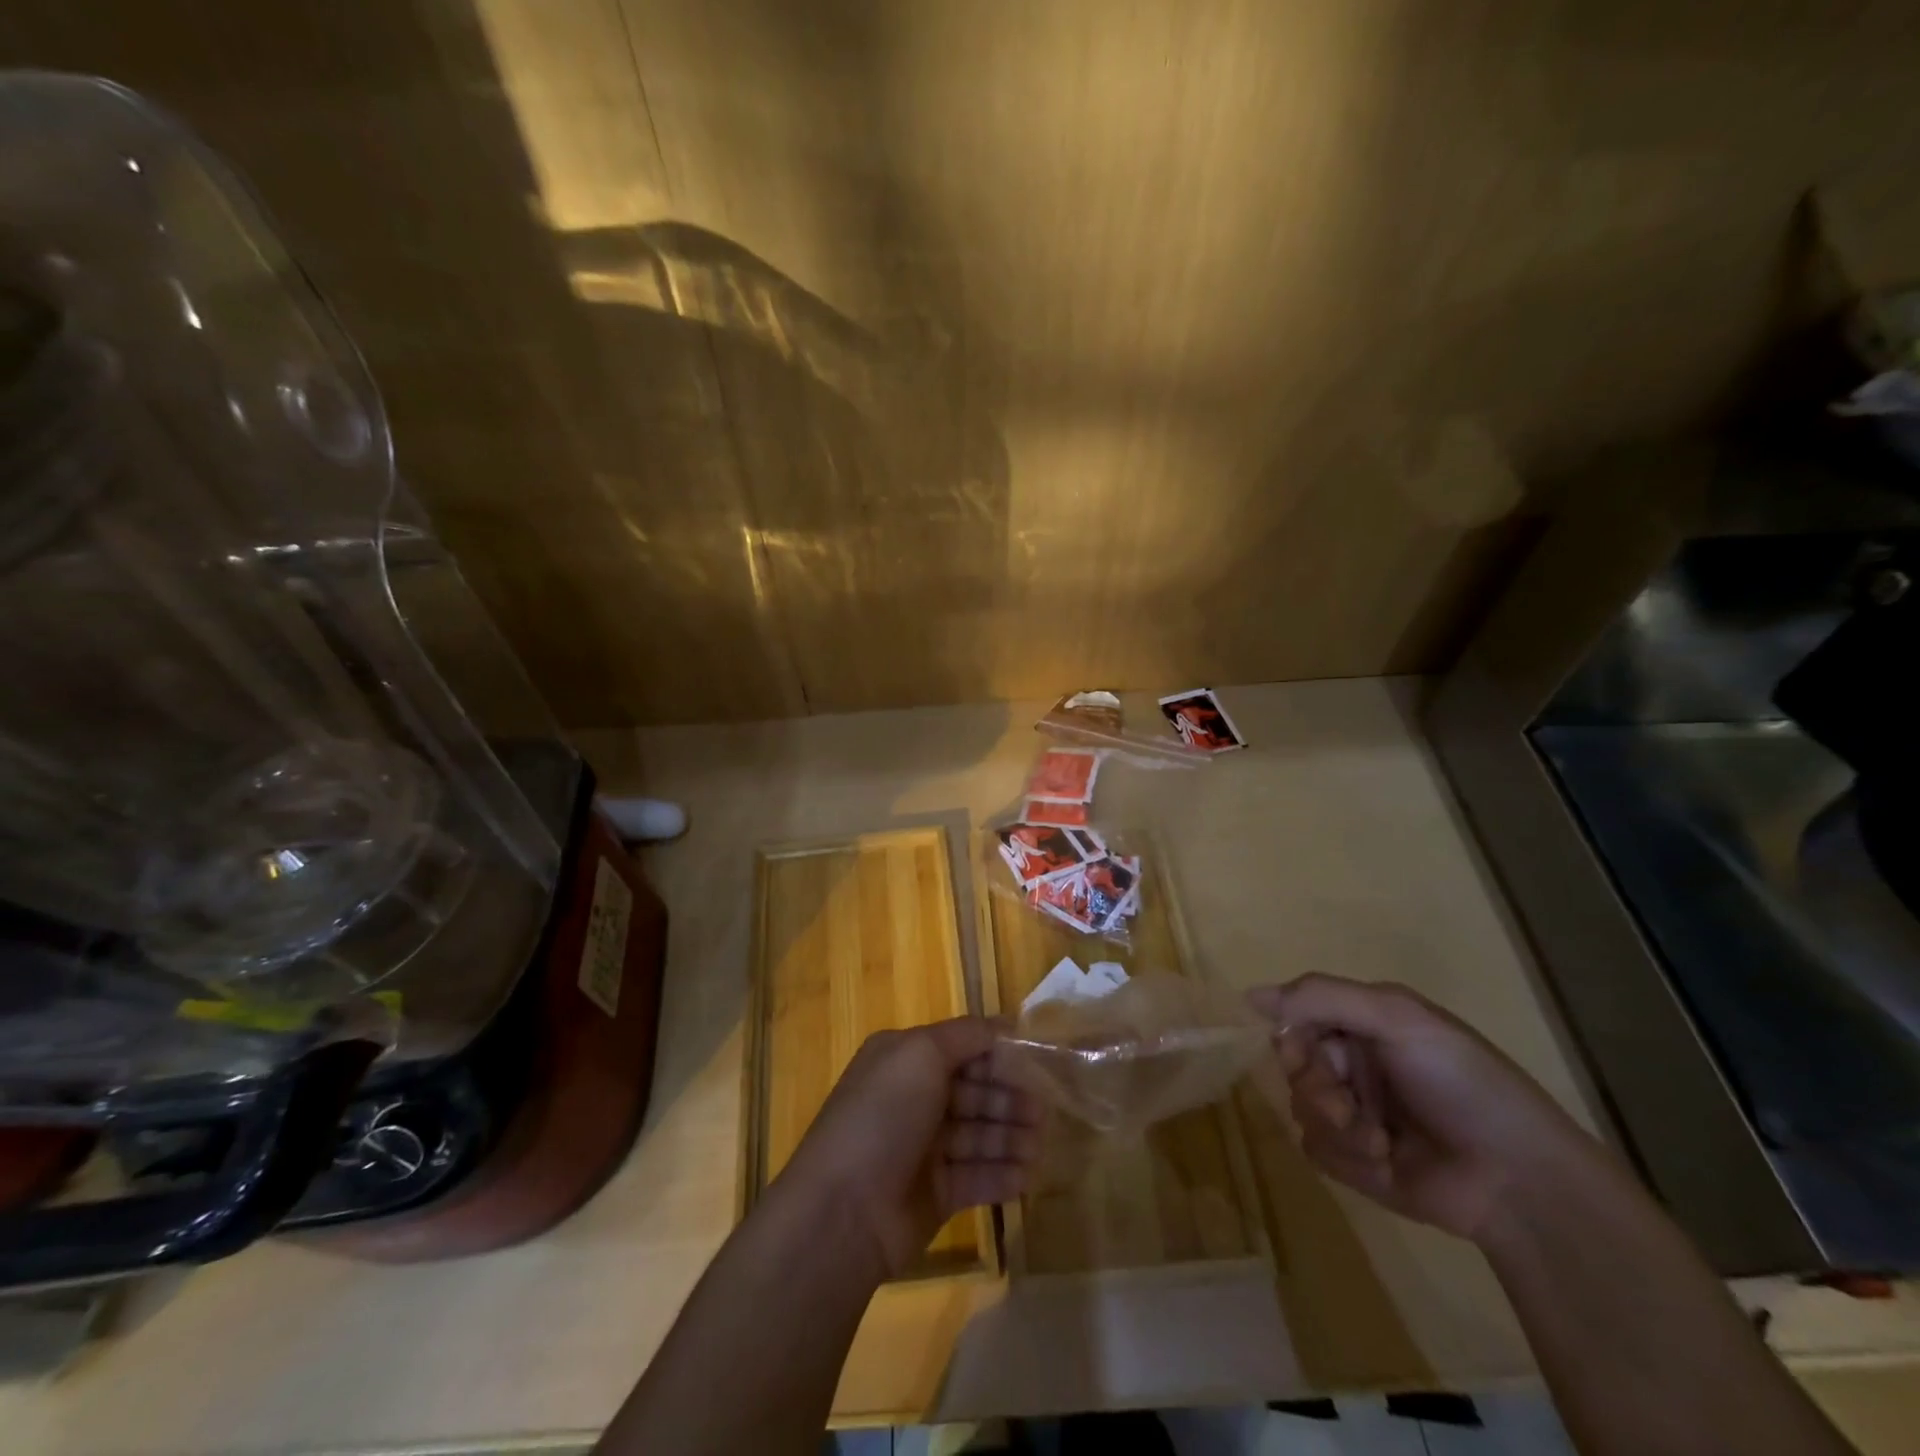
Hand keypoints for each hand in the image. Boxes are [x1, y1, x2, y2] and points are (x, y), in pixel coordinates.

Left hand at [773, 1018, 1041, 1278]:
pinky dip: (1003, 1174)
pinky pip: (977, 1176)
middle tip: (1045, 1112)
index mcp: (905, 1060)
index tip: (1038, 1061)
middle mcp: (914, 1098)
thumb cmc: (883, 1116)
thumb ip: (966, 1035)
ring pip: (979, 1134)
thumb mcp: (921, 1054)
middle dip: (1010, 1099)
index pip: (962, 1048)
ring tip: (1041, 1145)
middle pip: (974, 1091)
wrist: (843, 1210)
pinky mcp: (935, 1194)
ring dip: (1012, 1137)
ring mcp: (924, 1148)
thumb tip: (1004, 1025)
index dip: (999, 1054)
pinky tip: (1029, 1175)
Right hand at [1248, 974, 1604, 1244]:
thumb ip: (1323, 997)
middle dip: (1316, 1087)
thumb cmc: (1461, 1083)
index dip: (1291, 1036)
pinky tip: (1385, 1163)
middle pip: (1293, 1065)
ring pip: (1300, 1109)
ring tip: (1379, 1141)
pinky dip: (1346, 1157)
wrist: (1519, 1181)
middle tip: (1346, 1104)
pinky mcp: (1356, 1162)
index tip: (1304, 1052)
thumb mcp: (1397, 1017)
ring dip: (1336, 1126)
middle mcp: (1353, 1064)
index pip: (1295, 1017)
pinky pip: (1316, 1150)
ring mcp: (1354, 1113)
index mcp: (1362, 1024)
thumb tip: (1250, 996)